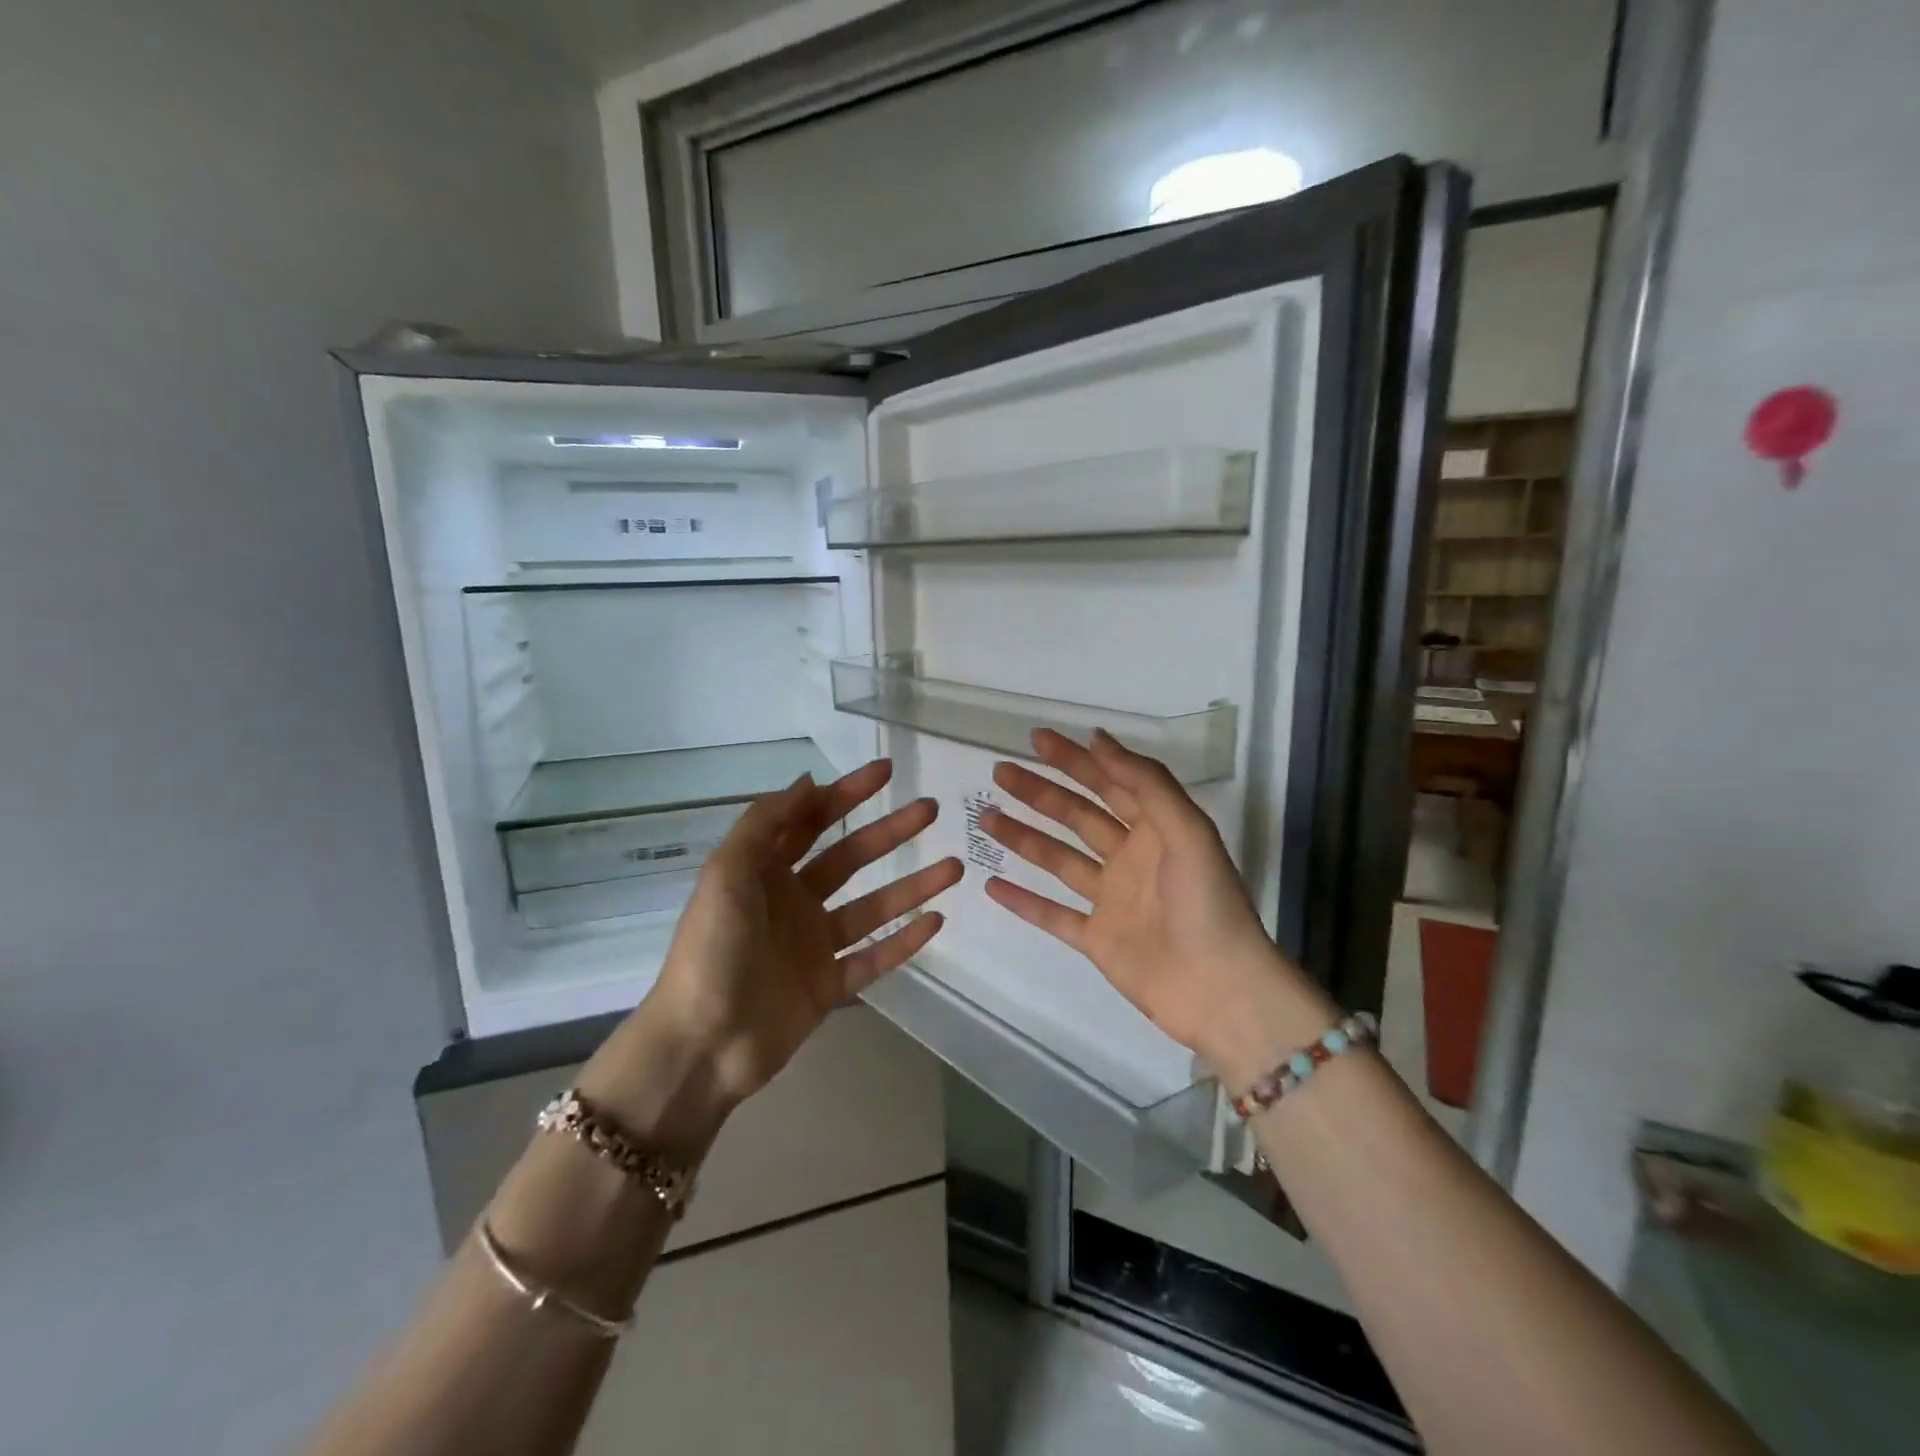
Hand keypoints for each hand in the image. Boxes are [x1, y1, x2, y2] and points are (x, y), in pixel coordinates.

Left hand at [586, 761, 960, 1137]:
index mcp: (765, 872)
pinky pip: (874, 958)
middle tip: (930, 809)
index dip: (847, 793)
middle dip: (889, 831)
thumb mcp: (726, 875)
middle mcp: (793, 902)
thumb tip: (808, 781)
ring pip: (873, 907)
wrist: (701, 1046)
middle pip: (851, 858)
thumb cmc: (710, 951)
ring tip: (954, 866)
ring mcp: (814, 946)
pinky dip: (905, 942)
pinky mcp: (829, 986)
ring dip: (912, 886)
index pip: (812, 821)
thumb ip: (765, 824)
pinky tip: (936, 921)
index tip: (886, 771)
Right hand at [980, 729, 1333, 1082]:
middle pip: (1076, 816)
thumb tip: (1099, 739)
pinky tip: (991, 883)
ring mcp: (1111, 900)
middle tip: (1000, 772)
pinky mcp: (1097, 940)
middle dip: (1039, 792)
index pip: (1109, 783)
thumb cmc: (1208, 903)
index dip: (1075, 760)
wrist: (1221, 990)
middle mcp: (1130, 858)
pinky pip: (1053, 915)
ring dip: (1023, 838)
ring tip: (985, 817)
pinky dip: (1023, 901)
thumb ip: (1145, 783)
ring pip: (1058, 860)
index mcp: (1156, 829)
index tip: (1037, 739)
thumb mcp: (1187, 830)